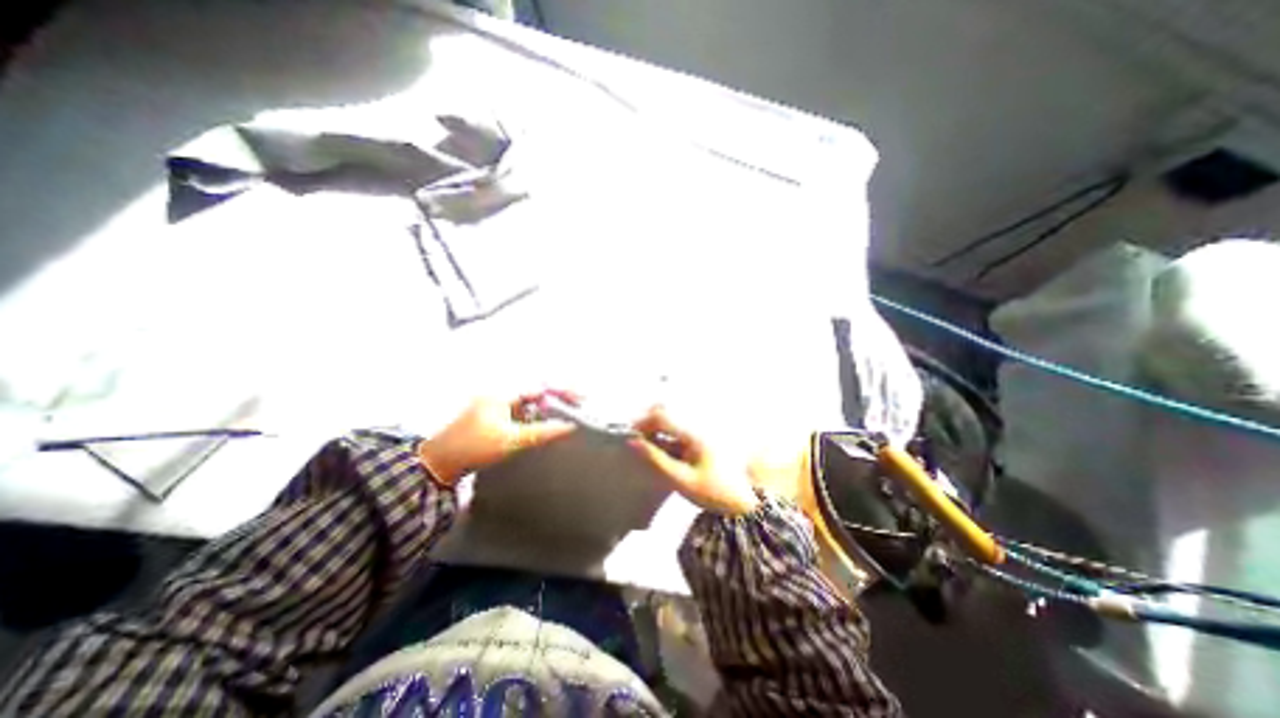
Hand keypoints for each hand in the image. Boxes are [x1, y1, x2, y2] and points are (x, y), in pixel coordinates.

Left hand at [418, 392, 578, 487]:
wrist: (440, 461)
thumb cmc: (473, 447)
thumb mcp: (511, 440)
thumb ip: (541, 432)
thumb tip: (568, 427)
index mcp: (504, 392)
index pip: (540, 385)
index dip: (562, 391)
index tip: (580, 400)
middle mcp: (501, 392)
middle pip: (537, 388)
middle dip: (559, 394)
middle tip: (578, 403)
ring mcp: (498, 402)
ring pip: (531, 398)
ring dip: (548, 404)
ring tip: (567, 412)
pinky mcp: (496, 414)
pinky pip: (523, 408)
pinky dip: (537, 413)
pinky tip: (544, 422)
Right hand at [628, 405, 757, 514]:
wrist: (747, 499)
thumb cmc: (714, 491)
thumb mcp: (682, 479)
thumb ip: (657, 460)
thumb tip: (633, 442)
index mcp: (693, 432)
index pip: (662, 415)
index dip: (642, 421)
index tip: (630, 435)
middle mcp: (697, 424)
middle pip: (666, 411)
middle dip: (648, 421)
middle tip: (636, 440)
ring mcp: (701, 429)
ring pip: (671, 419)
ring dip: (656, 427)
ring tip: (646, 446)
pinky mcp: (701, 437)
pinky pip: (678, 429)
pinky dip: (666, 435)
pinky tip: (661, 450)